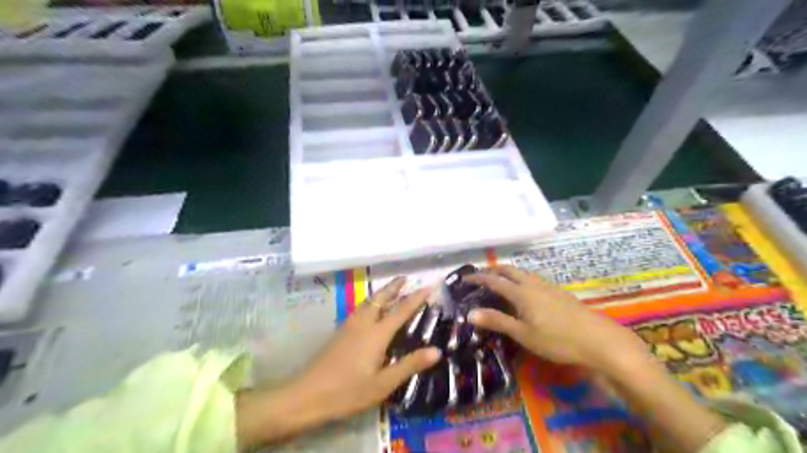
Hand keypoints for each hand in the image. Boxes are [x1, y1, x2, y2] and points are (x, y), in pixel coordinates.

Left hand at [294, 278, 439, 419]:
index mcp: (376, 334)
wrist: (307, 395)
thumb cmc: (348, 392)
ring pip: (368, 302)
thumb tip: (436, 351)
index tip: (429, 286)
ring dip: (381, 293)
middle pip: (380, 298)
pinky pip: (360, 309)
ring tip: (390, 289)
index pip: (401, 310)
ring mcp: (349, 326)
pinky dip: (370, 302)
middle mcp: (363, 324)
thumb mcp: (383, 384)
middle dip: (393, 287)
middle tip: (405, 277)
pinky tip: (369, 310)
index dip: (416, 298)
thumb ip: (409, 365)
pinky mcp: (339, 332)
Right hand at [464, 265, 647, 371]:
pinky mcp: (558, 291)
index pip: (494, 280)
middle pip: (509, 270)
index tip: (465, 279)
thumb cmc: (557, 339)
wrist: (598, 339)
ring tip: (500, 280)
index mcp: (521, 293)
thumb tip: (470, 313)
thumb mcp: (523, 334)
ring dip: (508, 272)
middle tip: (481, 276)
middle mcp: (532, 284)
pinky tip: (525, 290)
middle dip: (493, 270)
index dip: (478, 278)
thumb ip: (497, 321)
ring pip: (523, 272)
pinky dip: (521, 278)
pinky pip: (533, 278)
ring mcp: (548, 286)